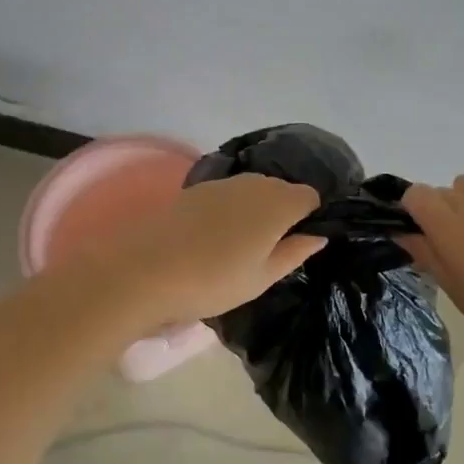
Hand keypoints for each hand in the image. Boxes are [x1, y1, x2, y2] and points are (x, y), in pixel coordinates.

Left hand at [85, 173, 325, 327]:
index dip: (310, 216)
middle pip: (280, 189)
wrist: (145, 270)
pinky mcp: (193, 188)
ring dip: (254, 209)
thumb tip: (318, 235)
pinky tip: (213, 237)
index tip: (299, 242)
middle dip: (282, 211)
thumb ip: (294, 252)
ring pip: (252, 189)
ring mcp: (221, 183)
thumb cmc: (214, 281)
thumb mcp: (262, 277)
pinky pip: (226, 194)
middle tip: (271, 248)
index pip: (309, 196)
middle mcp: (253, 183)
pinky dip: (229, 209)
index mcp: (278, 203)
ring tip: (241, 245)